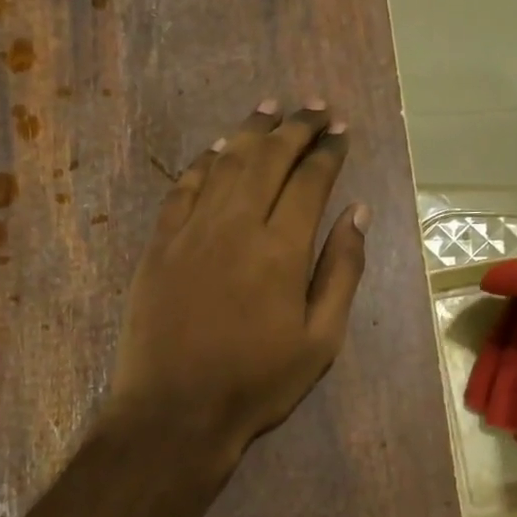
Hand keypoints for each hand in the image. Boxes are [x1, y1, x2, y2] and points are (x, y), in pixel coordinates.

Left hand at [105, 99, 368, 468]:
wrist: (175, 411)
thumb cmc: (257, 381)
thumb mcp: (321, 338)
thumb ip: (341, 270)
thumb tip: (357, 212)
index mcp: (281, 248)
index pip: (310, 180)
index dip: (327, 150)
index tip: (340, 128)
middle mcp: (236, 225)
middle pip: (268, 159)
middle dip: (294, 127)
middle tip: (313, 105)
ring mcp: (192, 231)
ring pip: (225, 163)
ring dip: (250, 131)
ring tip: (270, 107)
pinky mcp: (160, 244)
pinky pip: (183, 188)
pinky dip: (203, 162)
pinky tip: (217, 149)